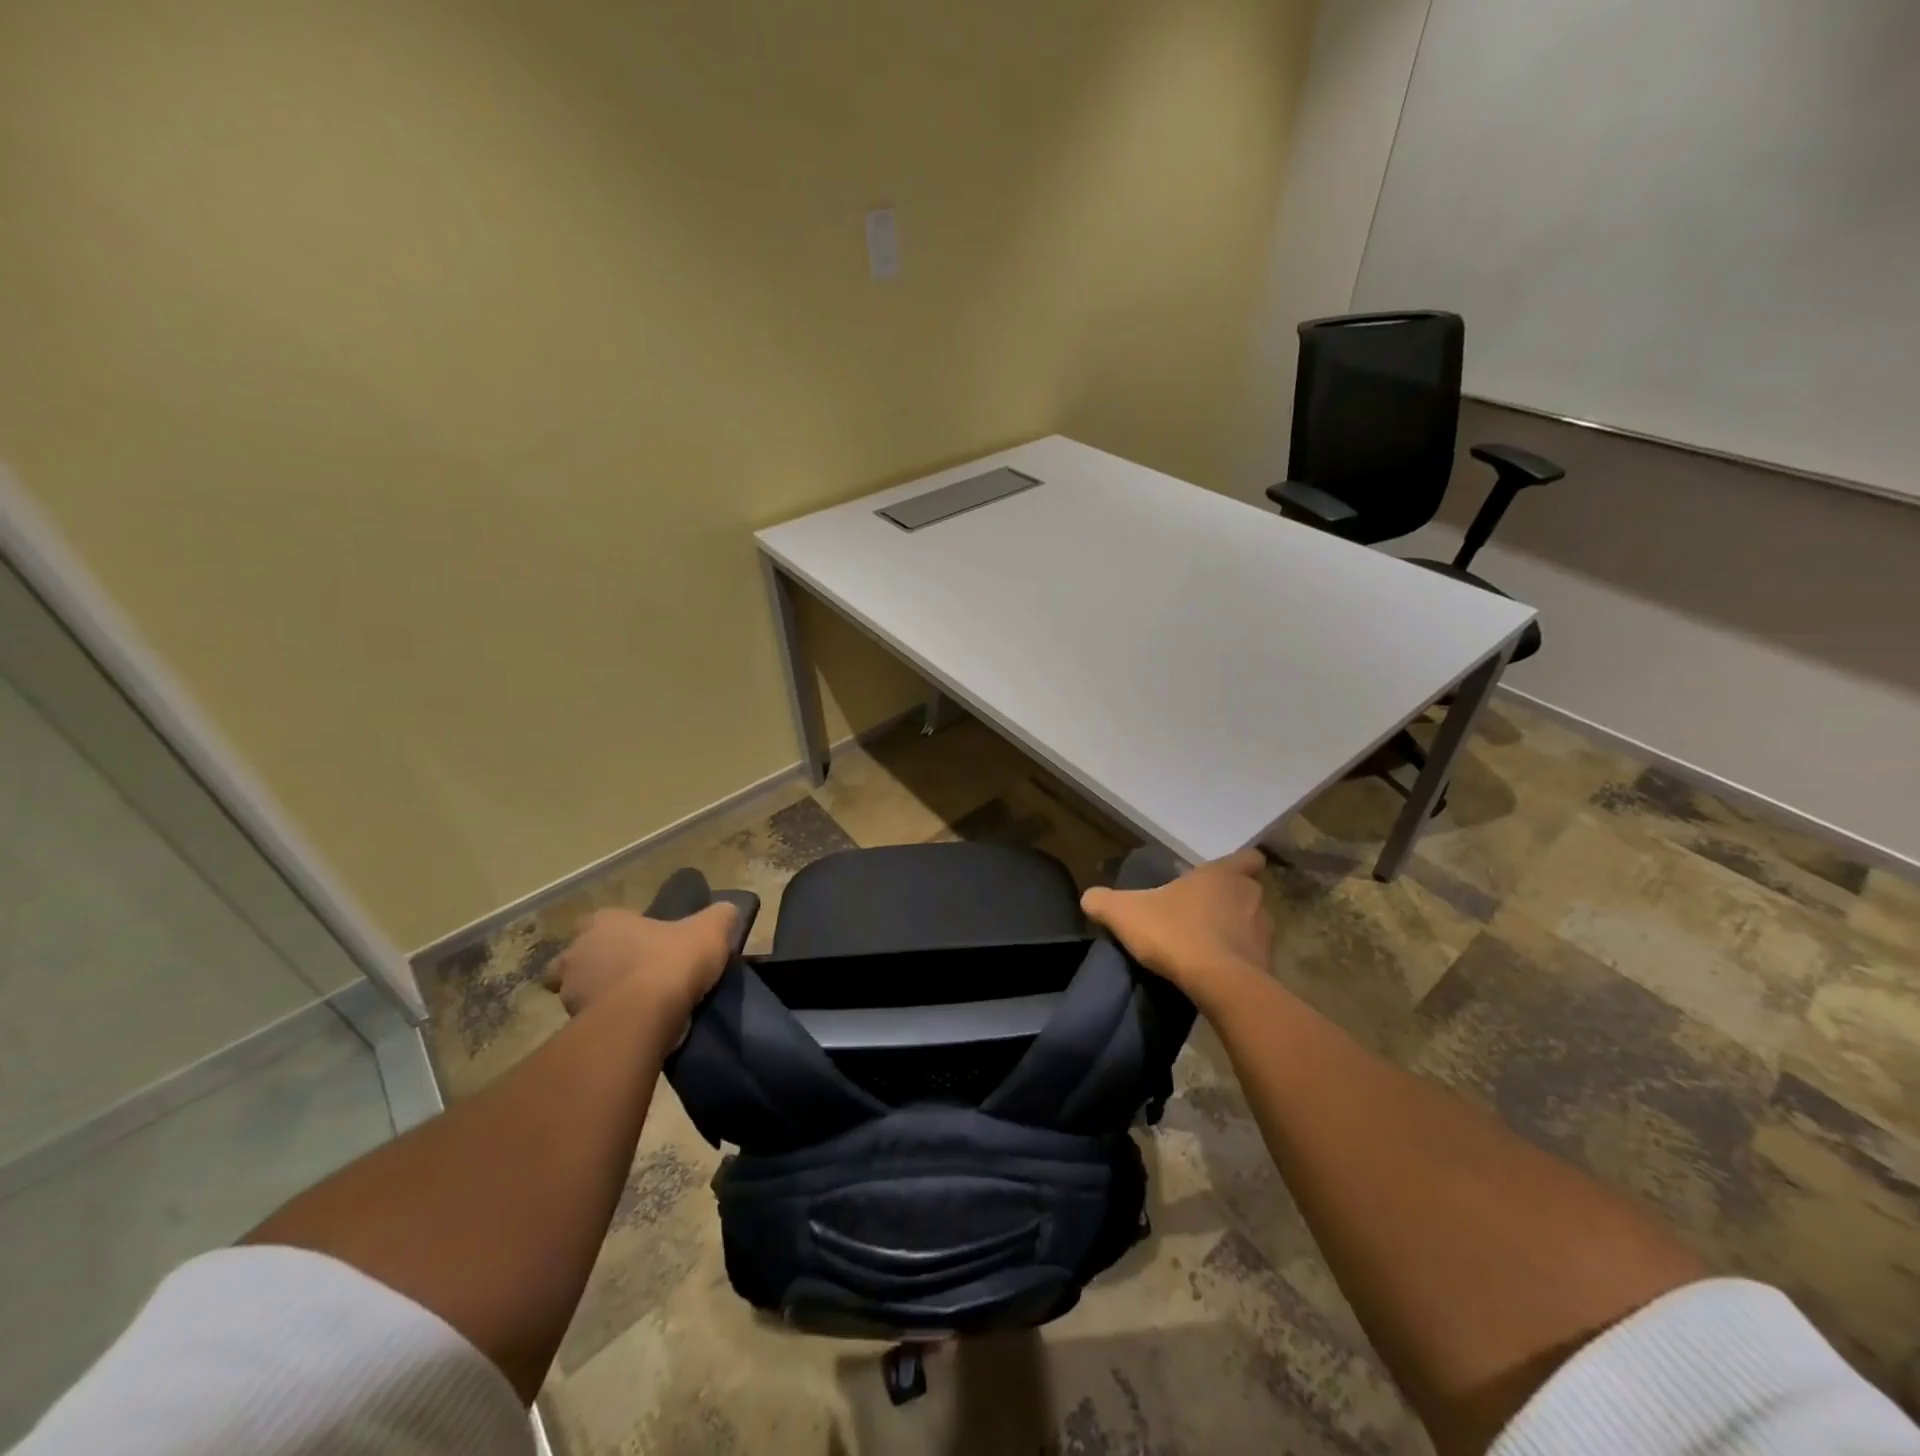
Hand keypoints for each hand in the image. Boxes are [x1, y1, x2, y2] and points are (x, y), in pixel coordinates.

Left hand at [542, 903, 737, 1022]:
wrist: (644, 1017)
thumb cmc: (672, 962)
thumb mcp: (710, 930)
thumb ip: (719, 916)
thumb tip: (727, 911)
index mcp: (606, 922)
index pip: (603, 920)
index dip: (622, 931)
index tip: (643, 943)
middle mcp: (578, 952)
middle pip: (580, 956)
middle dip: (599, 964)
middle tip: (632, 974)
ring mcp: (571, 992)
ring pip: (578, 991)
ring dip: (599, 995)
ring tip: (633, 1006)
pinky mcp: (573, 1026)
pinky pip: (588, 1022)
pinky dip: (603, 1023)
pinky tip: (630, 1027)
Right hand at [1080, 848, 1271, 998]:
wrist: (1219, 985)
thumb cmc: (1175, 933)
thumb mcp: (1125, 913)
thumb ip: (1104, 901)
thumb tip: (1089, 898)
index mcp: (1222, 875)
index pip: (1248, 858)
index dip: (1238, 864)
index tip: (1218, 876)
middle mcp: (1250, 897)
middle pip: (1247, 891)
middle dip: (1229, 901)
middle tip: (1200, 912)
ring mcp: (1264, 933)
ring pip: (1252, 924)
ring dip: (1235, 932)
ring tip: (1206, 946)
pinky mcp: (1267, 966)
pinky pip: (1253, 957)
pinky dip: (1238, 961)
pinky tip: (1214, 972)